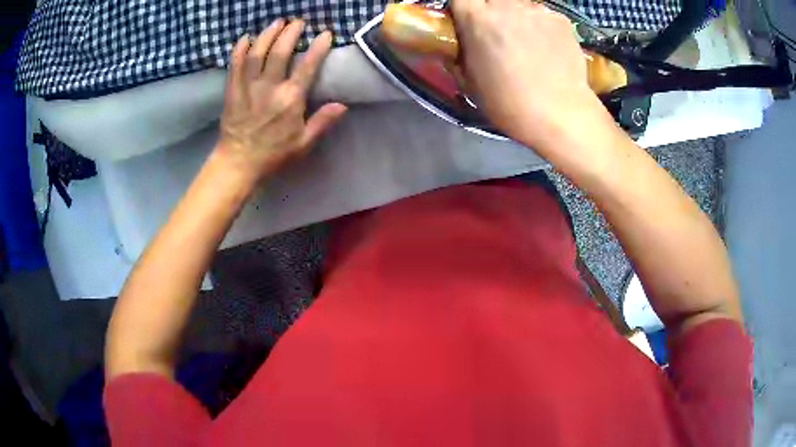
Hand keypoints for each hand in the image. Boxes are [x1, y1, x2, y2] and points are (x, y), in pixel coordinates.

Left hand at [217, 19, 346, 182]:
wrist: (238, 164)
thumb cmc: (273, 154)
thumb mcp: (303, 143)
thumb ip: (322, 122)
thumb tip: (343, 105)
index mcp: (291, 100)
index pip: (308, 66)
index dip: (318, 47)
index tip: (325, 34)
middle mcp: (270, 89)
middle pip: (281, 52)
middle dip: (291, 33)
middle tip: (298, 22)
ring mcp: (248, 88)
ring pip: (257, 53)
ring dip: (268, 35)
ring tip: (276, 23)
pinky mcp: (232, 91)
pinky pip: (234, 65)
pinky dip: (239, 49)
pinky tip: (245, 37)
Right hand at [451, 0, 609, 149]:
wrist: (561, 114)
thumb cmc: (510, 104)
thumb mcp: (470, 84)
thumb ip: (459, 57)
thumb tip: (457, 47)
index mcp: (477, 19)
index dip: (464, 7)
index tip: (467, 19)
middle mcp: (505, 6)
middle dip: (490, 8)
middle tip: (497, 30)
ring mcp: (536, 10)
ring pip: (519, 3)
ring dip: (517, 15)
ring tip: (526, 40)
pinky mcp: (560, 19)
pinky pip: (543, 15)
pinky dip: (542, 26)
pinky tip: (548, 48)